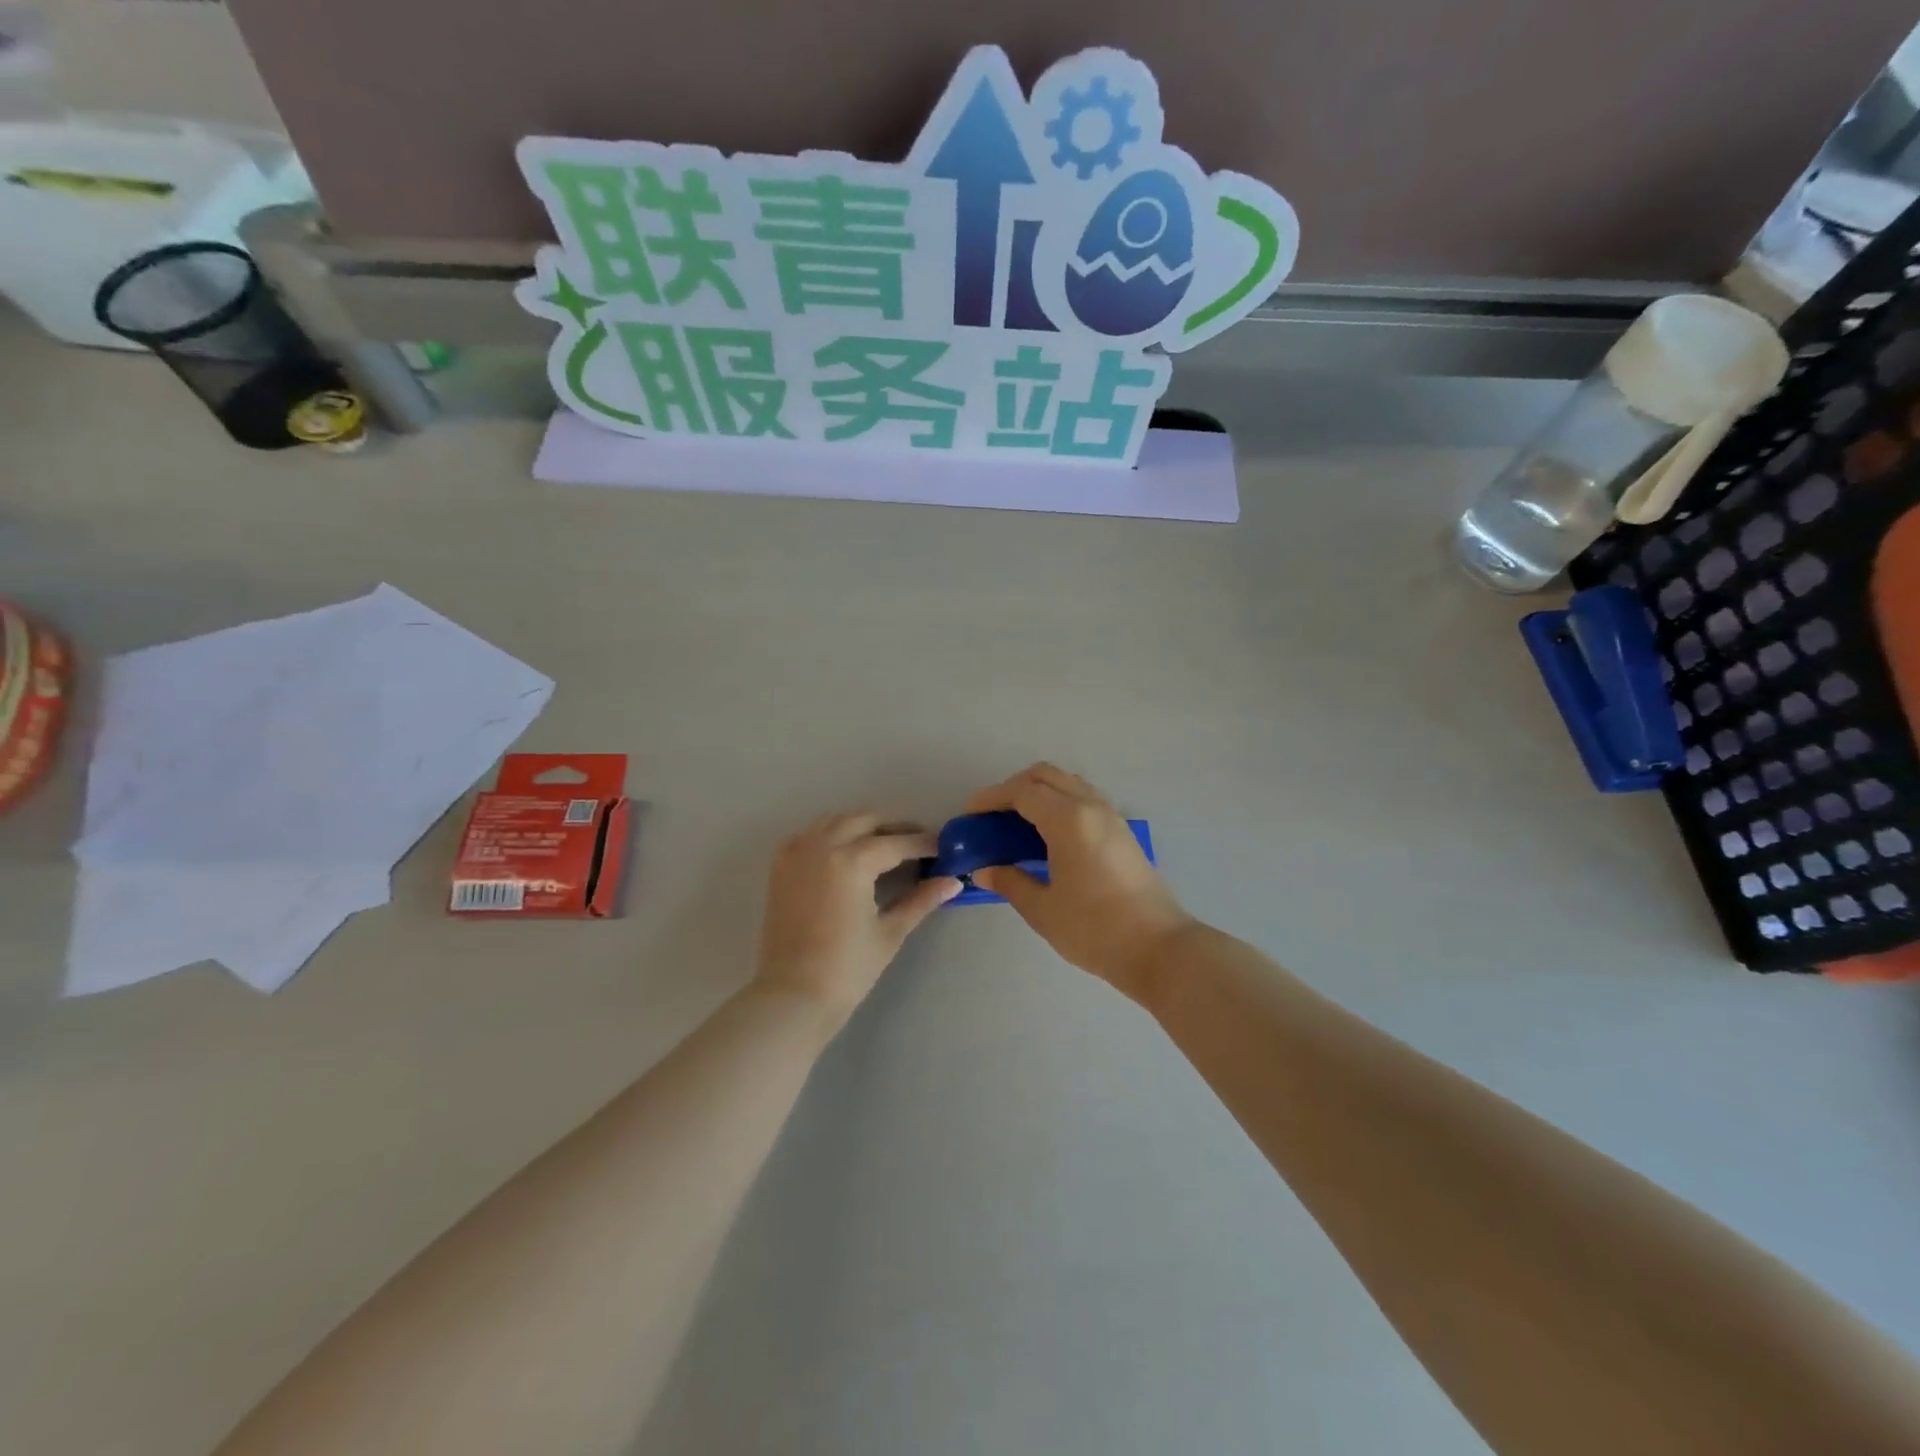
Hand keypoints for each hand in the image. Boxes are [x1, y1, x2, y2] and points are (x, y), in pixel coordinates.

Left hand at [754, 812, 960, 1025]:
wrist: (793, 996)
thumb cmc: (848, 968)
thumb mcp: (890, 931)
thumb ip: (921, 900)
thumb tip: (953, 882)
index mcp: (852, 861)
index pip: (897, 842)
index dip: (924, 844)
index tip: (944, 847)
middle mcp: (823, 845)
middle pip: (867, 821)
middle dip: (895, 830)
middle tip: (917, 847)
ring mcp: (797, 851)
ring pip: (837, 821)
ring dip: (863, 826)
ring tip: (885, 847)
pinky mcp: (781, 864)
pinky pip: (811, 833)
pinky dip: (832, 834)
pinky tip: (847, 852)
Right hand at [966, 763, 1193, 1005]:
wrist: (1159, 948)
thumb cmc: (1095, 930)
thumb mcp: (1042, 909)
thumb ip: (1010, 882)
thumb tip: (984, 871)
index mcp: (1068, 820)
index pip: (1022, 791)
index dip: (991, 797)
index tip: (970, 814)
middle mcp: (1091, 807)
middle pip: (1046, 776)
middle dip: (1013, 787)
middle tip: (992, 816)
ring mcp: (1111, 817)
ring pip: (1068, 784)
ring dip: (1039, 793)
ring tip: (1017, 824)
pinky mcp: (1122, 832)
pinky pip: (1084, 799)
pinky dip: (1060, 803)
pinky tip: (1048, 837)